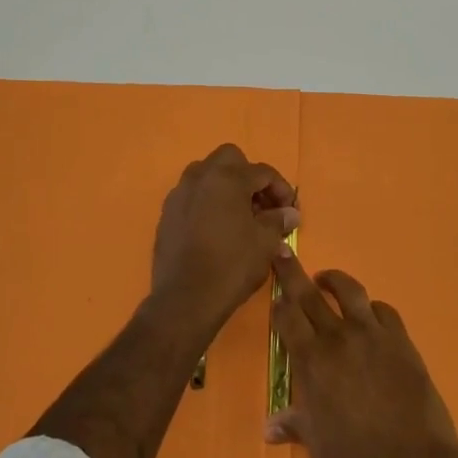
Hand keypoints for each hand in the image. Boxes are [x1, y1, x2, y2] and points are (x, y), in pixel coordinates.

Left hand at [149, 144, 298, 341]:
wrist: (185, 297)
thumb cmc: (232, 265)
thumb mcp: (265, 243)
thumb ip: (278, 221)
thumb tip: (290, 213)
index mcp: (228, 178)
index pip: (262, 171)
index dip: (282, 189)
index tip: (290, 211)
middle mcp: (200, 177)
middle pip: (230, 159)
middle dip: (249, 176)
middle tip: (262, 205)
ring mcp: (179, 194)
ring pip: (207, 174)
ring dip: (226, 186)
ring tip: (240, 216)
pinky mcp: (167, 213)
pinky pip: (192, 195)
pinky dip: (207, 202)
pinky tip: (217, 228)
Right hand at [265, 250, 457, 457]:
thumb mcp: (318, 445)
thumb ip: (294, 425)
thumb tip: (268, 429)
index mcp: (311, 360)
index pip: (287, 317)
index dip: (278, 302)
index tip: (274, 295)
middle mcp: (338, 337)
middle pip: (310, 294)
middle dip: (293, 273)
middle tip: (283, 254)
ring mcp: (372, 334)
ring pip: (349, 291)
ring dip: (334, 280)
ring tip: (326, 279)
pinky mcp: (401, 339)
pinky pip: (383, 310)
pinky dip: (372, 308)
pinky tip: (370, 314)